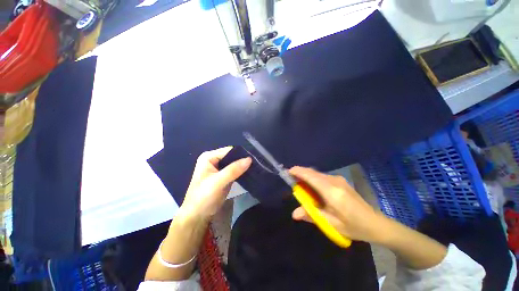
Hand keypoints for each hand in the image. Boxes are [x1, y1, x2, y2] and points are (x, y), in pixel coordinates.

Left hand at [178, 147, 251, 219]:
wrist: (198, 216)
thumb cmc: (203, 197)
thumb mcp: (218, 182)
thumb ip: (233, 170)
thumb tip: (249, 159)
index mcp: (209, 157)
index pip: (229, 151)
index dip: (241, 154)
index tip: (254, 159)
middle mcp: (214, 160)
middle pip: (232, 156)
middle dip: (243, 160)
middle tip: (256, 164)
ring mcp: (219, 168)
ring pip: (235, 164)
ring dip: (243, 166)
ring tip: (255, 168)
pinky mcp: (224, 176)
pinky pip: (235, 171)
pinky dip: (241, 172)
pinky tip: (249, 173)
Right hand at [289, 166, 387, 242]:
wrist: (376, 224)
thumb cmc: (354, 226)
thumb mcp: (331, 224)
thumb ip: (311, 215)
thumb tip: (294, 213)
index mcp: (332, 192)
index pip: (311, 176)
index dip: (298, 172)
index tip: (287, 172)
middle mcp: (335, 181)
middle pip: (313, 173)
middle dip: (300, 174)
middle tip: (291, 182)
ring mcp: (339, 180)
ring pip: (317, 174)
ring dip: (307, 177)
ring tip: (300, 187)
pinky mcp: (340, 181)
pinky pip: (322, 177)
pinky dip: (313, 179)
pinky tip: (313, 189)